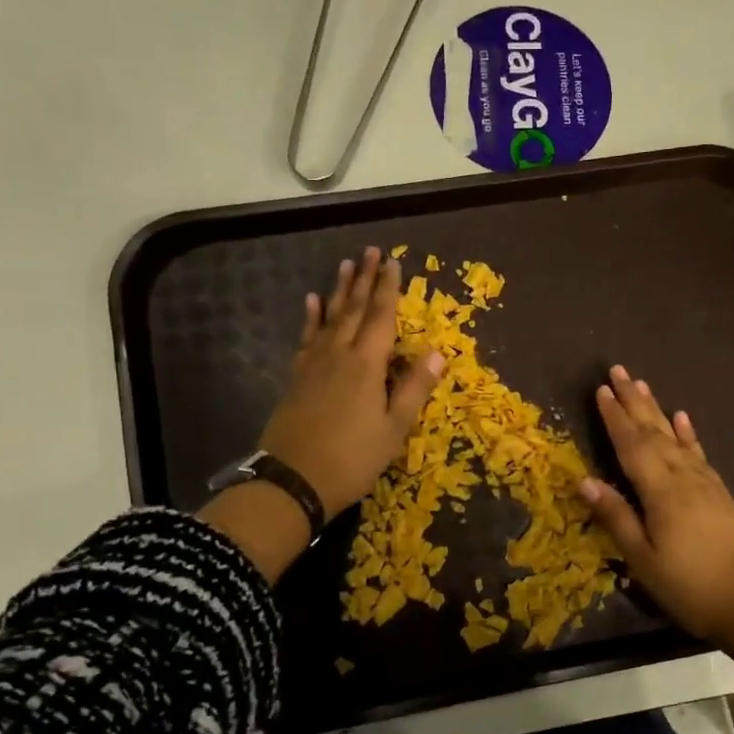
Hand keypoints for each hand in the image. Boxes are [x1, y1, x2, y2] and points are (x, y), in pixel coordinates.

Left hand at [258, 246, 446, 518]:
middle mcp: (338, 354)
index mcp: (366, 365)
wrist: (293, 481)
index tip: (392, 261)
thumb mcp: (394, 429)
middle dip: (363, 279)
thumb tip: (439, 352)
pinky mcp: (296, 378)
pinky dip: (311, 318)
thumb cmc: (352, 458)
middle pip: (353, 309)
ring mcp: (313, 364)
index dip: (388, 288)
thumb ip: (414, 388)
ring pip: (329, 318)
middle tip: (369, 251)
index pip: (381, 316)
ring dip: (338, 290)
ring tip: (344, 264)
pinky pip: (306, 338)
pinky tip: (312, 302)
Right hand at [578, 365, 733, 645]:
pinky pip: (699, 454)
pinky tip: (683, 420)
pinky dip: (689, 434)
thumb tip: (585, 480)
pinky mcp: (721, 494)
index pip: (631, 445)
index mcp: (660, 491)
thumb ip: (617, 517)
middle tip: (619, 371)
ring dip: (657, 410)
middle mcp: (683, 477)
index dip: (614, 417)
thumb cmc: (692, 587)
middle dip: (634, 401)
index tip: (600, 390)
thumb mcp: (644, 560)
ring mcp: (706, 483)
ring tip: (644, 386)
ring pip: (676, 437)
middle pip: (653, 432)